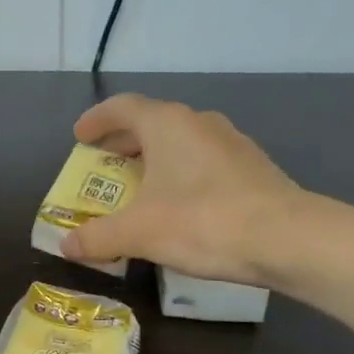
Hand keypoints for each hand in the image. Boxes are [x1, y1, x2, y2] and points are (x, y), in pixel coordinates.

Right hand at [62, 95, 313, 287]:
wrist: (287, 239)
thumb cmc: (203, 222)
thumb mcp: (138, 232)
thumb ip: (98, 237)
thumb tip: (66, 245)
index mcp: (167, 124)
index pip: (123, 107)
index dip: (97, 120)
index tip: (79, 137)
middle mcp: (199, 123)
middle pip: (152, 122)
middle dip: (123, 141)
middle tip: (103, 162)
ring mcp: (231, 143)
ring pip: (180, 142)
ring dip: (154, 158)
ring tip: (139, 185)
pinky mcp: (251, 168)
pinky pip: (203, 162)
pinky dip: (180, 174)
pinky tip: (179, 204)